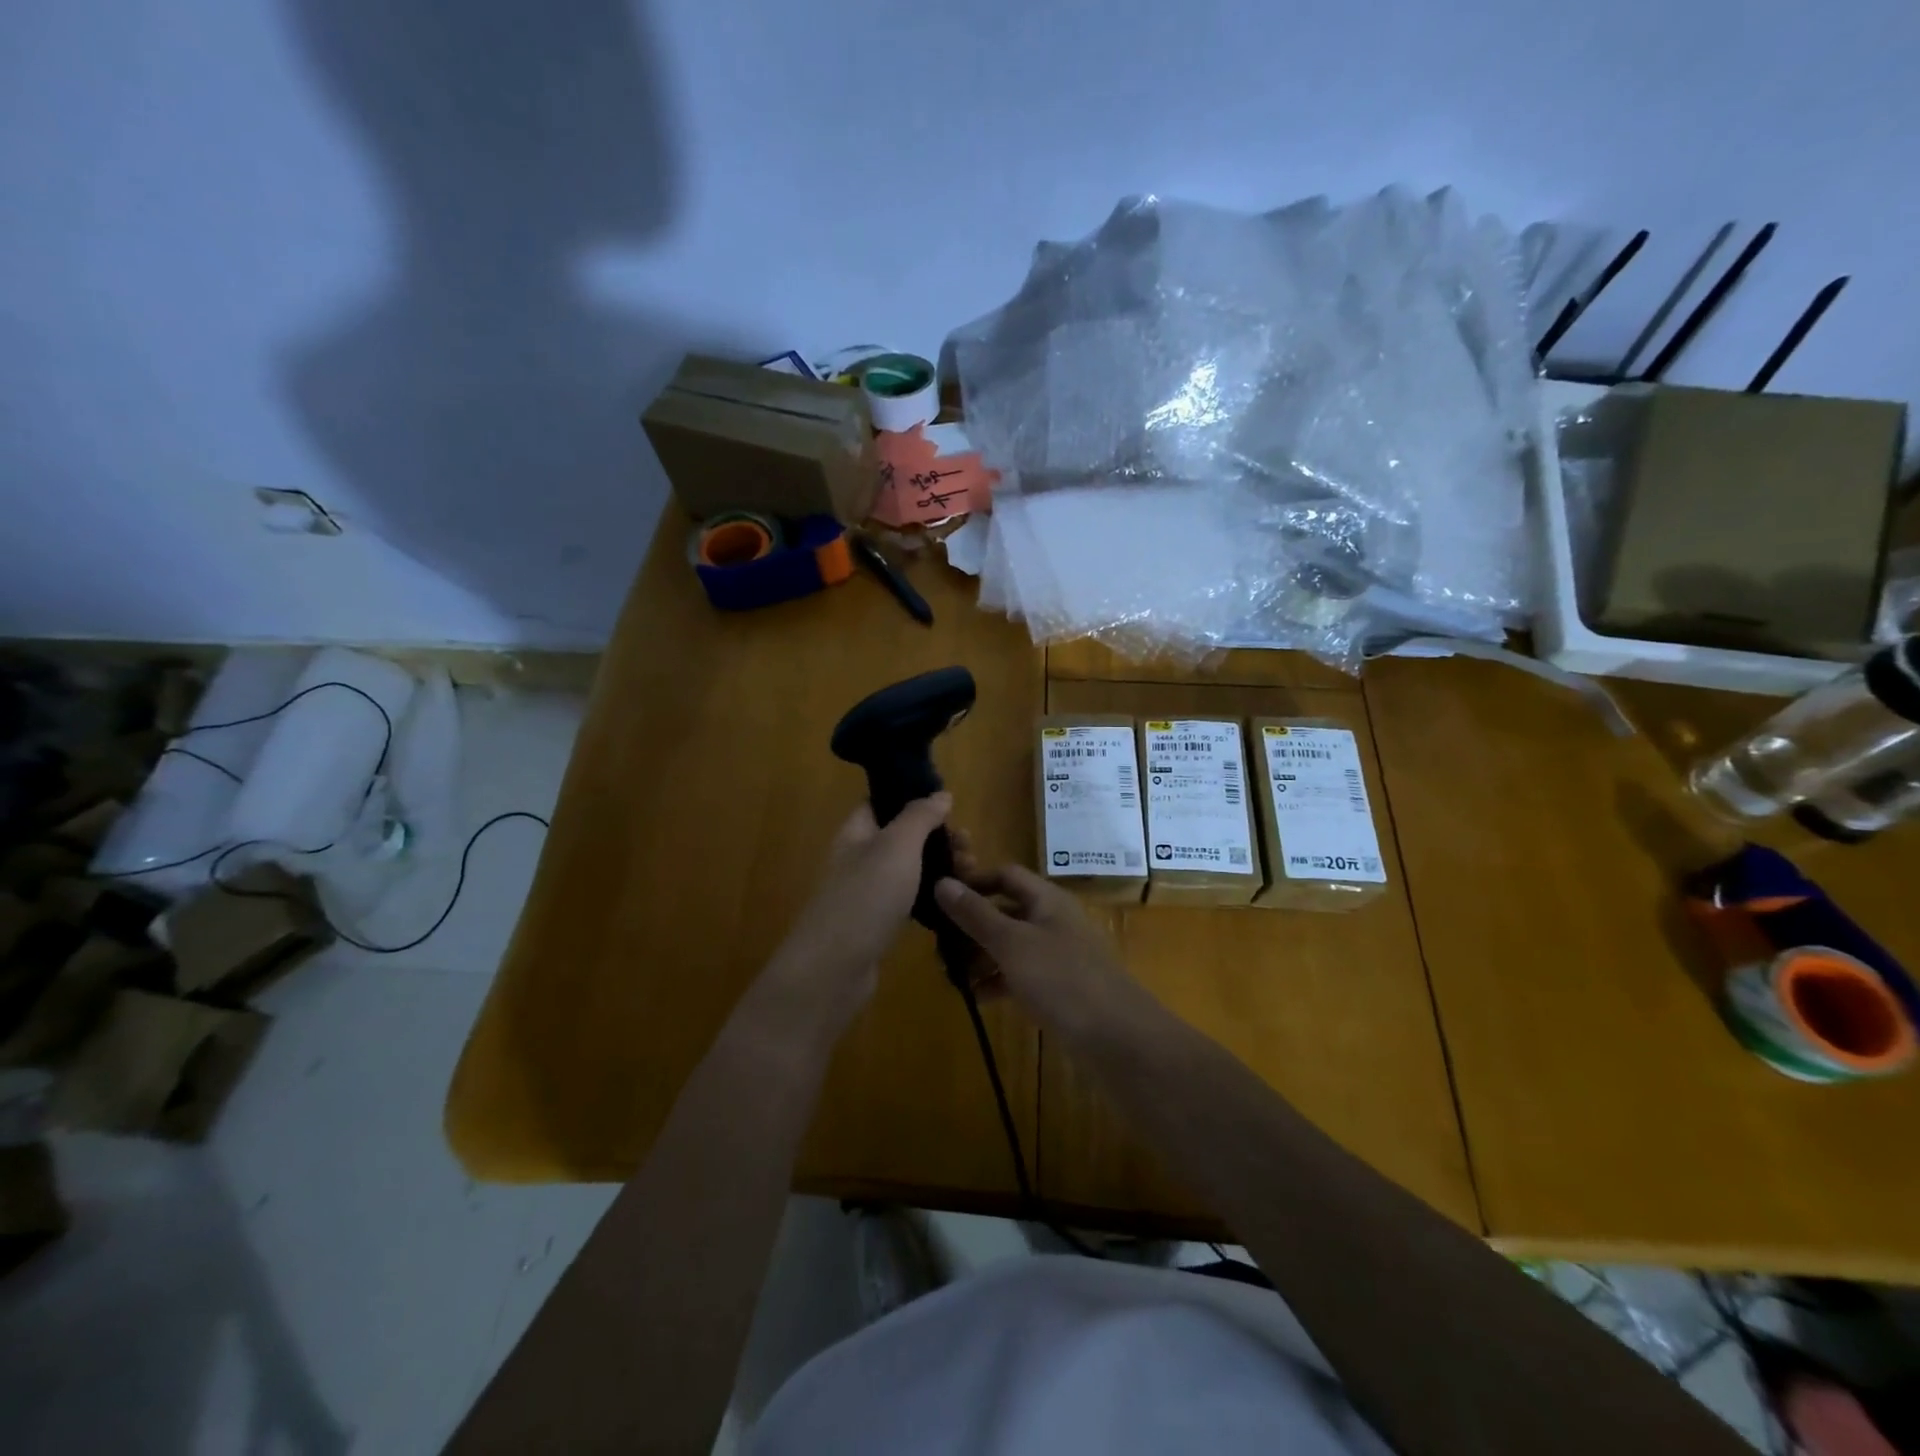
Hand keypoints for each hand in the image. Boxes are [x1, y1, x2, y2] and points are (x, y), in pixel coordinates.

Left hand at [761, 794, 952, 1032]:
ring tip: (971, 874)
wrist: (833, 970)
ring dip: (940, 867)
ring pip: (909, 869)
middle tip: (969, 848)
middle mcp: (859, 857)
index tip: (950, 806)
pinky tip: (954, 902)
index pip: (883, 802)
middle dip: (938, 838)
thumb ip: (919, 817)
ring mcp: (868, 892)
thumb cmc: (866, 897)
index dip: (914, 798)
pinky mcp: (878, 923)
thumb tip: (940, 794)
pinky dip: (931, 897)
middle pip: (902, 836)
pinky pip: (909, 900)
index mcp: (857, 832)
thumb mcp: (897, 846)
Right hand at [933, 840, 1151, 1040]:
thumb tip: (941, 882)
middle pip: (1005, 911)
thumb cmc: (1062, 980)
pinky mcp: (1059, 988)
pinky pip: (1020, 974)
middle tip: (938, 947)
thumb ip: (975, 914)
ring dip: (980, 956)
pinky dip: (998, 981)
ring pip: (1011, 945)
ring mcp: (1058, 956)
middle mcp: (1053, 921)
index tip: (940, 900)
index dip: (974, 881)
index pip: (1005, 875)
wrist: (1118, 1039)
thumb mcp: (1012, 944)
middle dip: (971, 926)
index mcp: (1047, 900)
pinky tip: (976, 997)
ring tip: (950, 976)